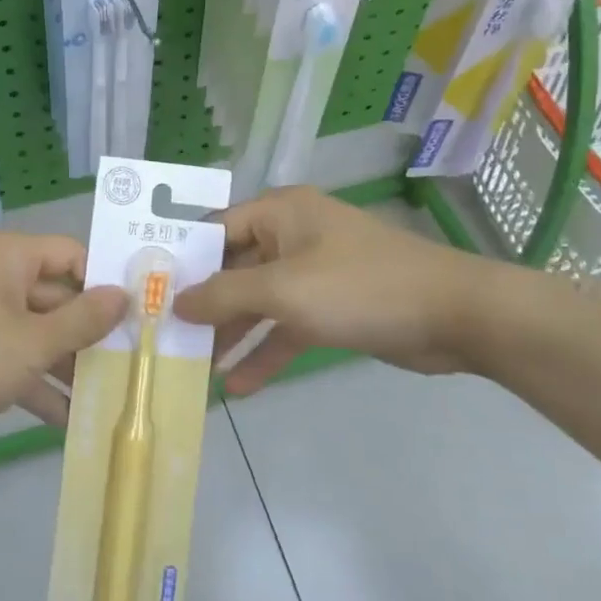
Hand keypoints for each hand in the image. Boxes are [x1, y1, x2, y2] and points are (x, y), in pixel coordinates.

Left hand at [0, 229, 127, 456]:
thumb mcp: (30, 344)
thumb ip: (82, 320)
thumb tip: (124, 294)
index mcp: (9, 256)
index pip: (73, 257)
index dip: (106, 285)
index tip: (141, 316)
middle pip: (59, 298)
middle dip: (91, 335)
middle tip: (135, 365)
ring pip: (38, 333)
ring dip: (68, 366)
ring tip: (112, 397)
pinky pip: (14, 358)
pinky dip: (37, 384)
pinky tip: (70, 421)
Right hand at [173, 186, 491, 393]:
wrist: (454, 316)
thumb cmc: (359, 287)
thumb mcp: (283, 289)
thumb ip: (223, 295)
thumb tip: (174, 301)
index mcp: (278, 213)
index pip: (213, 230)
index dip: (180, 261)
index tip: (146, 293)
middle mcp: (291, 237)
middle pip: (233, 269)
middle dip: (204, 305)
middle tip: (165, 337)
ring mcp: (312, 274)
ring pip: (258, 302)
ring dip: (232, 335)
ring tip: (194, 368)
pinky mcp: (331, 308)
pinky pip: (286, 327)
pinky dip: (266, 352)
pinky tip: (239, 387)